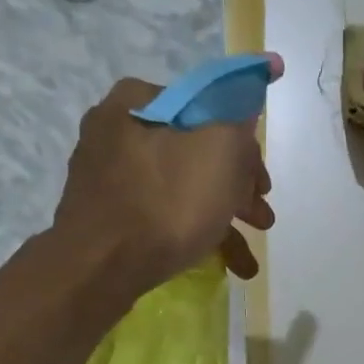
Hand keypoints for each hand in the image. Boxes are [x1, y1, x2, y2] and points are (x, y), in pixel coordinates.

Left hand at [55, 58, 281, 292]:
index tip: (262, 183)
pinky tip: (225, 264)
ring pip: (182, 189)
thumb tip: (247, 96)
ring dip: (223, 218)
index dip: (245, 146)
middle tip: (261, 218)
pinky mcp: (107, 215)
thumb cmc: (167, 201)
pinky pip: (161, 216)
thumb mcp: (221, 148)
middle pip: (197, 153)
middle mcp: (117, 130)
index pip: (208, 109)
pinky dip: (194, 234)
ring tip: (248, 257)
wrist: (100, 267)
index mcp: (139, 100)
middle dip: (237, 190)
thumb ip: (239, 117)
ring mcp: (108, 176)